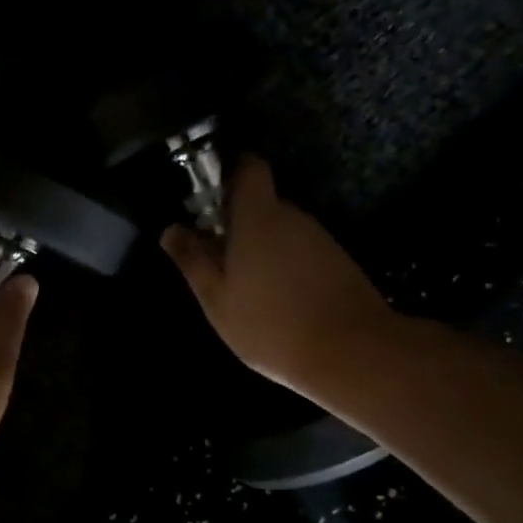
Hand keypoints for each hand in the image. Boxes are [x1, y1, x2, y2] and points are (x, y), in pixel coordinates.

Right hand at [163, 156, 400, 394]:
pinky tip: (278, 301)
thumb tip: (170, 229)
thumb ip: (192, 260)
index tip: (209, 200)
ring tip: (246, 288)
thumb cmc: (270, 325)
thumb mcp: (217, 298)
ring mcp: (320, 239)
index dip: (229, 174)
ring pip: (281, 230)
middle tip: (217, 259)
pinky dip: (285, 266)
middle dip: (237, 223)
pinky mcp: (338, 261)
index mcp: (258, 218)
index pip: (249, 168)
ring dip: (261, 248)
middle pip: (262, 203)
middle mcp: (292, 218)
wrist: (352, 354)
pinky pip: (301, 251)